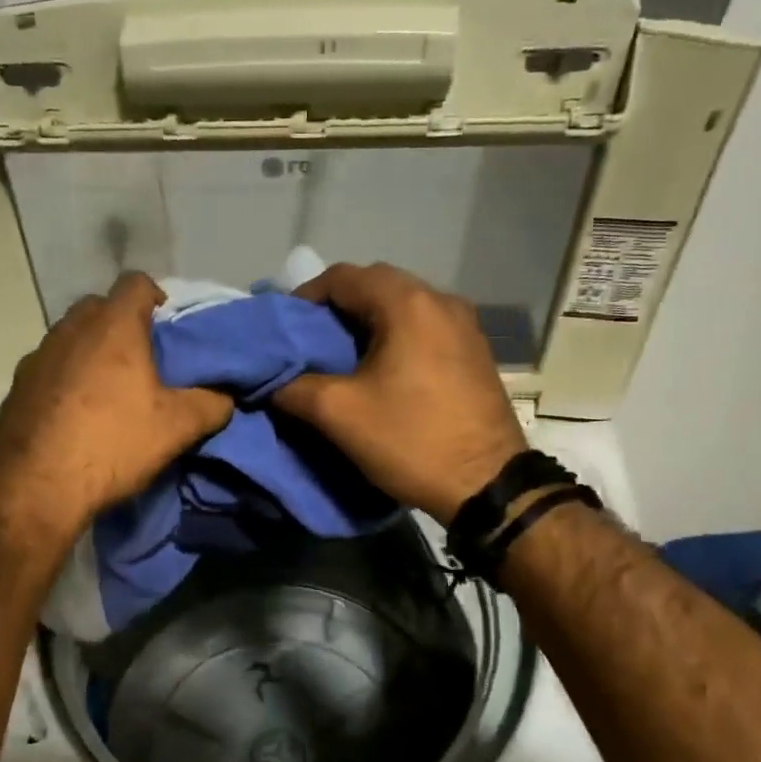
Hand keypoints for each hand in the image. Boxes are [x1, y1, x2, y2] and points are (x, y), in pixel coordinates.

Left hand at [0, 273, 232, 546]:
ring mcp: (36, 357)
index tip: (167, 326)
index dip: (155, 296)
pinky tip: (72, 416)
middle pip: (98, 307)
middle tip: (140, 360)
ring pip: (69, 338)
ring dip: (89, 353)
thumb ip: (210, 404)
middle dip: (120, 325)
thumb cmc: (112, 444)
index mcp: (113, 327)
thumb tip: (224, 397)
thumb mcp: (176, 428)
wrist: (35, 488)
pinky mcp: (15, 388)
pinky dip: (63, 381)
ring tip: (106, 391)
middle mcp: (70, 330)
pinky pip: (47, 370)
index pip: (135, 282)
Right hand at [274, 263, 524, 524]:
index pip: (343, 277)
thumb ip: (294, 387)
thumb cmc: (411, 439)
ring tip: (340, 358)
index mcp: (407, 303)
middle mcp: (440, 300)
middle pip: (375, 286)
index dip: (305, 298)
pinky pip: (424, 328)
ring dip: (366, 324)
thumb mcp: (339, 414)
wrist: (487, 485)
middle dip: (336, 310)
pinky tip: (381, 371)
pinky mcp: (474, 351)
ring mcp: (464, 325)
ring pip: (401, 307)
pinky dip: (395, 338)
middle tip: (309, 343)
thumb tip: (272, 382)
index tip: (284, 329)